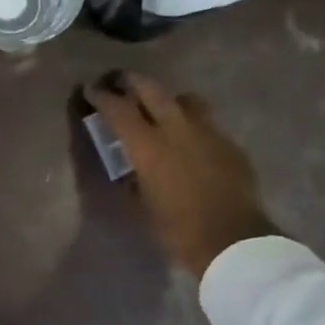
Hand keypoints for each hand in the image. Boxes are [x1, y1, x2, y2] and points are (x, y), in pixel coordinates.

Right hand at [86, 72, 278, 278]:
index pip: (118, 109)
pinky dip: (191, 124)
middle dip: (132, 82)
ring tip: (160, 109)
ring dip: (167, 99)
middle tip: (120, 82)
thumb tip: (129, 170)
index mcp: (148, 146)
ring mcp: (208, 133)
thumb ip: (132, 179)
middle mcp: (177, 129)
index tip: (91, 90)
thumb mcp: (140, 206)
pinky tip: (190, 142)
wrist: (233, 242)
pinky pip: (207, 123)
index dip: (101, 97)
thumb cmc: (177, 229)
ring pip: (185, 99)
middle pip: (152, 89)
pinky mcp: (230, 144)